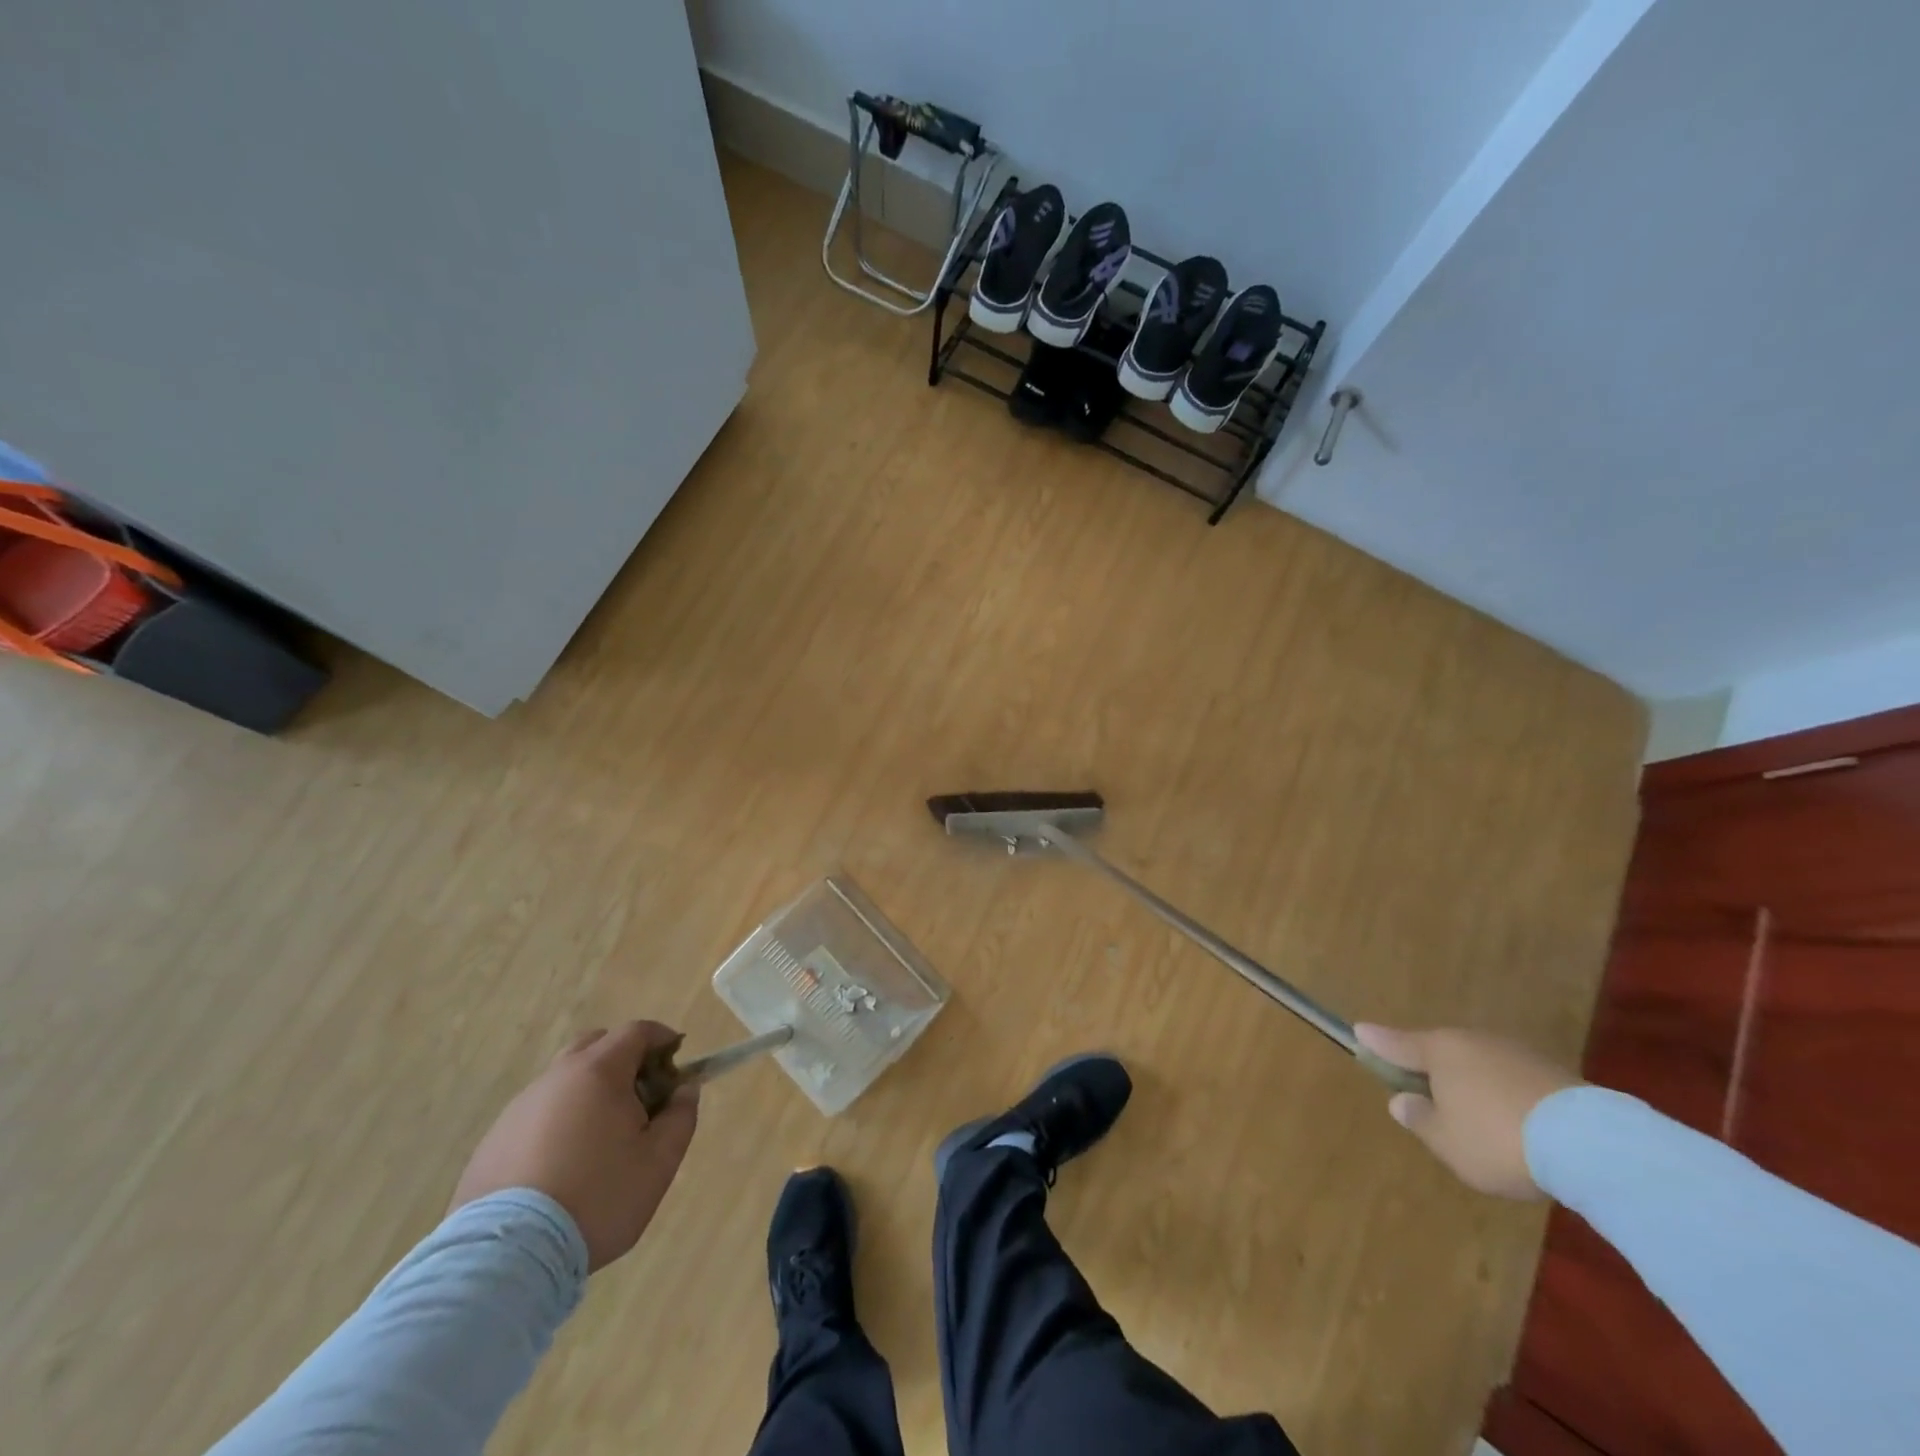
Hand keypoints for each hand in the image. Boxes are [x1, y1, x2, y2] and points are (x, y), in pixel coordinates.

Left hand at [451, 1020, 698, 1270]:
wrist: (506, 1257)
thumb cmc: (597, 1198)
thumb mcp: (659, 1161)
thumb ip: (681, 1116)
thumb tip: (684, 1089)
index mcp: (598, 1072)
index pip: (636, 1032)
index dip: (662, 1038)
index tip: (677, 1059)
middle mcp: (555, 1078)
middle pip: (595, 1046)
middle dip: (624, 1059)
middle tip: (641, 1096)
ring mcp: (518, 1109)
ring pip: (563, 1081)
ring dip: (589, 1092)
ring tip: (602, 1138)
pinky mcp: (492, 1142)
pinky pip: (536, 1114)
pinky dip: (559, 1122)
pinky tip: (563, 1165)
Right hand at [1354, 1024, 1582, 1199]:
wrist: (1591, 1144)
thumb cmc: (1497, 1139)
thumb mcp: (1446, 1141)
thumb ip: (1419, 1119)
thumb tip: (1402, 1100)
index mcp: (1439, 1050)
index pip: (1397, 1043)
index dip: (1376, 1042)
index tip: (1358, 1032)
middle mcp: (1472, 1041)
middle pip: (1441, 1051)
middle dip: (1431, 1069)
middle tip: (1427, 1096)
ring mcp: (1515, 1052)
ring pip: (1479, 1064)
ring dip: (1471, 1083)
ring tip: (1475, 1117)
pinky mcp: (1553, 1072)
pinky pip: (1511, 1079)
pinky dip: (1504, 1094)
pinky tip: (1512, 1121)